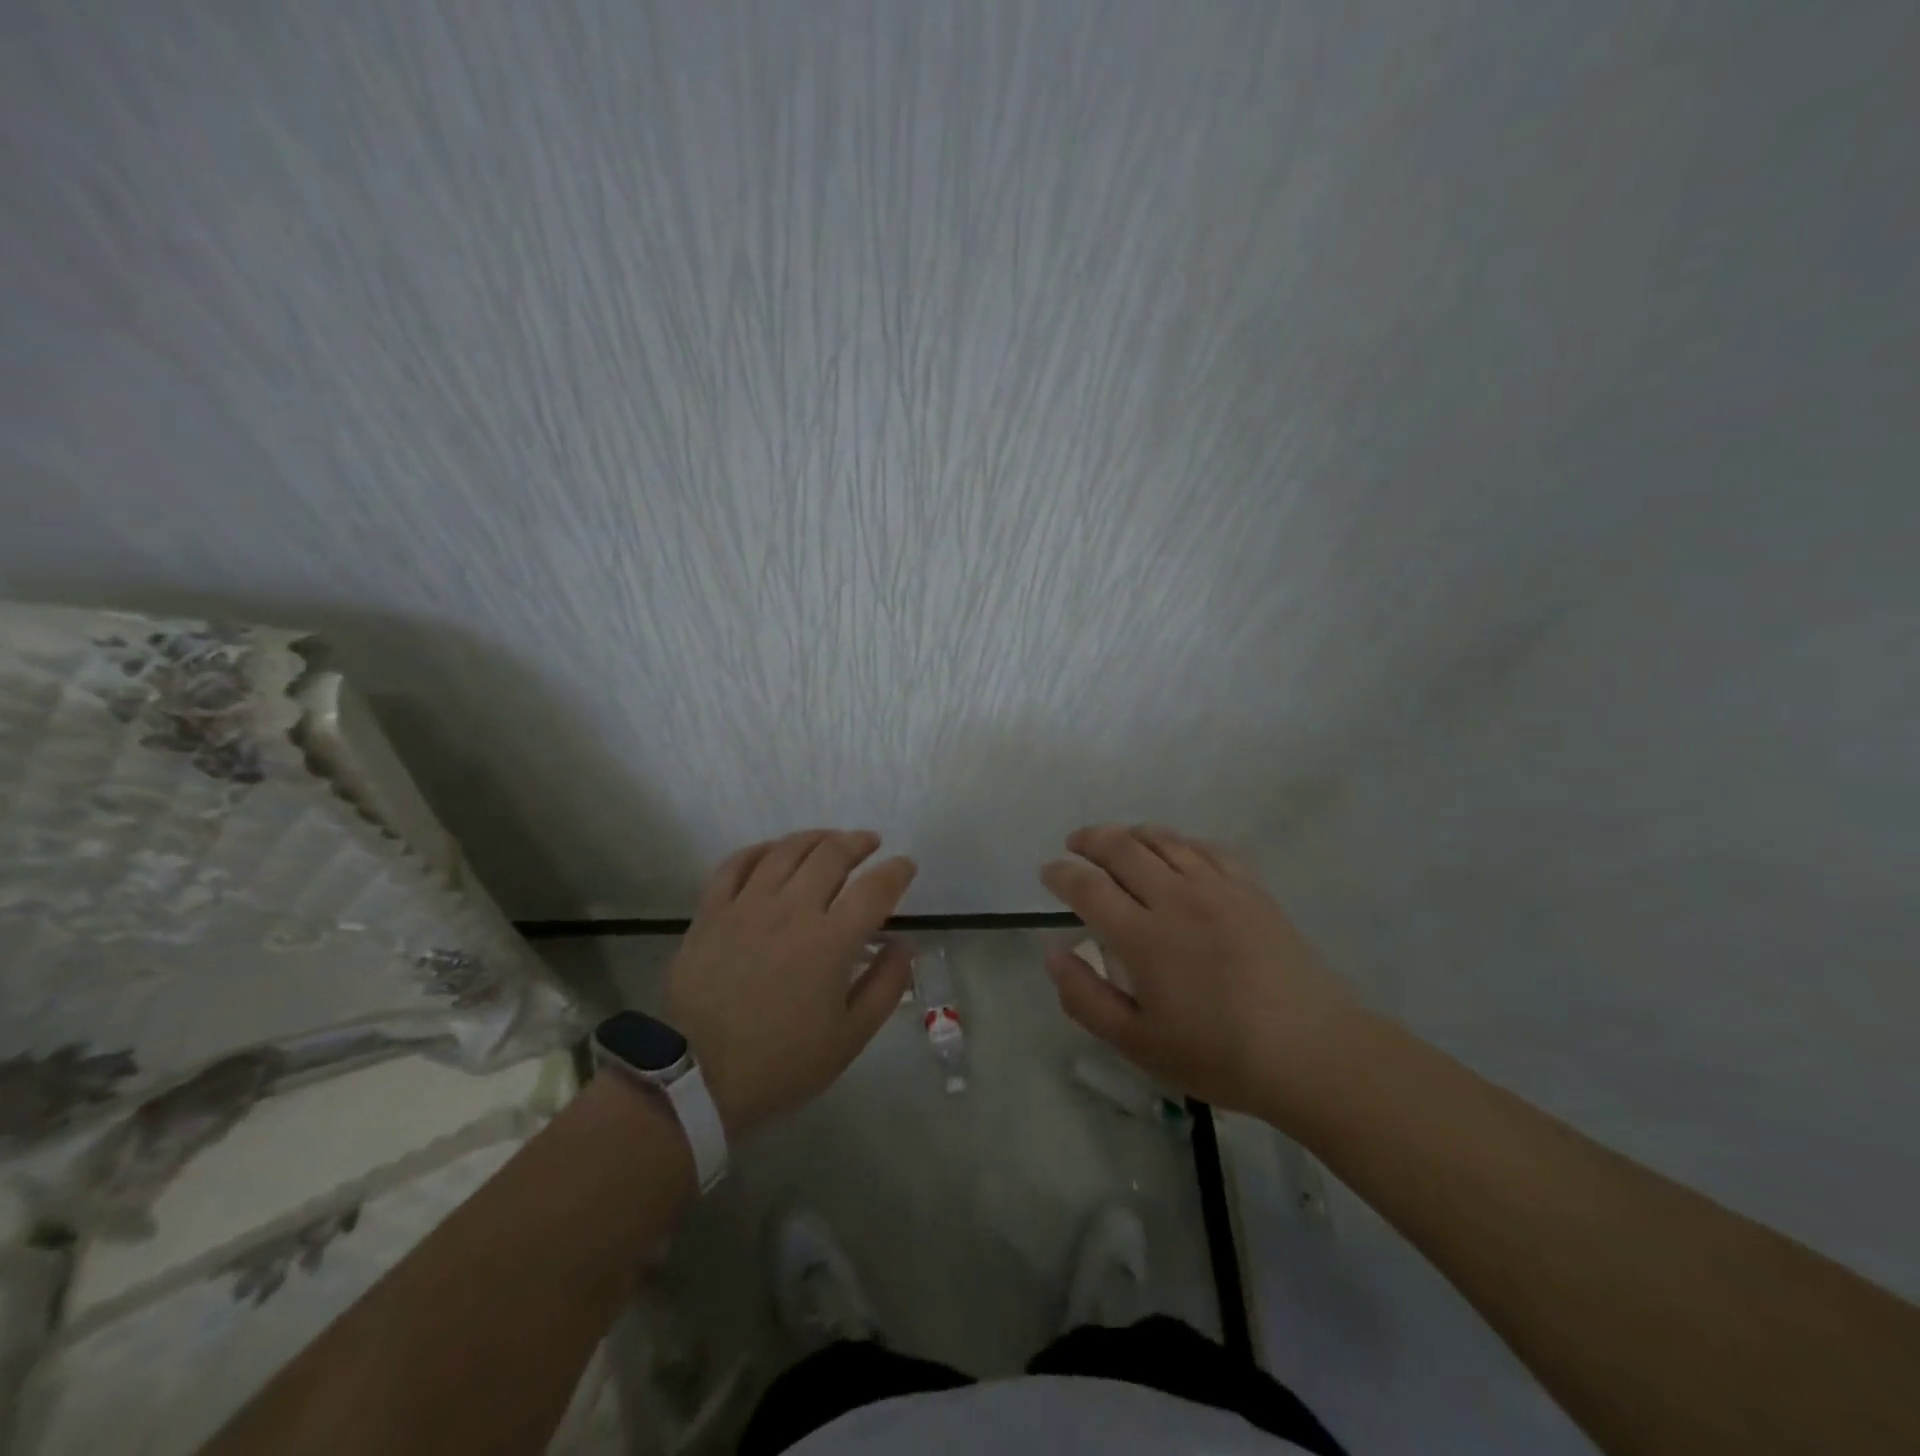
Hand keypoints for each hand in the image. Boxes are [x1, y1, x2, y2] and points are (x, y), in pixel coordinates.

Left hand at [667, 830, 916, 1138]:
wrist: (694, 1078)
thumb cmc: (780, 1063)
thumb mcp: (849, 1038)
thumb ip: (885, 986)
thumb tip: (904, 944)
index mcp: (830, 941)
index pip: (874, 888)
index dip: (896, 871)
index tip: (906, 866)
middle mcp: (791, 910)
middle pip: (831, 855)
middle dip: (858, 842)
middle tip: (870, 843)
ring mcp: (747, 906)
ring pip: (786, 850)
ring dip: (815, 837)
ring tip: (830, 839)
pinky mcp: (711, 911)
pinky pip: (736, 863)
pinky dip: (760, 849)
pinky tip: (773, 852)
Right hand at [1038, 824, 1360, 1126]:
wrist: (1311, 1052)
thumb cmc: (1218, 1055)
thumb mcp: (1138, 1043)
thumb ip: (1086, 998)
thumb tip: (1054, 953)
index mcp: (1142, 936)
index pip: (1087, 886)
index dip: (1061, 873)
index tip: (1048, 871)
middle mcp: (1175, 898)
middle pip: (1121, 848)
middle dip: (1090, 839)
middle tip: (1075, 844)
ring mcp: (1217, 888)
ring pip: (1164, 839)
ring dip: (1131, 833)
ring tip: (1118, 840)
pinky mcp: (1251, 889)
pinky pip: (1208, 848)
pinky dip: (1181, 841)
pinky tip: (1177, 851)